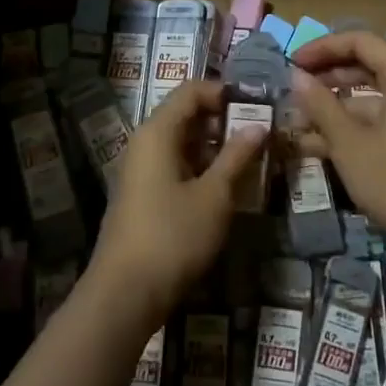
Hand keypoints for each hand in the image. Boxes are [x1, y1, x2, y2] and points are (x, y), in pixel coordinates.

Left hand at [87, 80, 268, 325]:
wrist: (124, 294)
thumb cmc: (172, 236)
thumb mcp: (214, 196)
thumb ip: (237, 157)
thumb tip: (259, 126)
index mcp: (157, 131)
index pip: (192, 91)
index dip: (224, 92)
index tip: (257, 106)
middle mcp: (145, 142)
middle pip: (186, 114)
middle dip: (224, 120)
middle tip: (261, 134)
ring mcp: (141, 170)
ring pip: (182, 142)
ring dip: (215, 146)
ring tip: (251, 159)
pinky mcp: (143, 194)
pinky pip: (175, 165)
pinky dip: (201, 166)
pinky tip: (226, 185)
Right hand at [289, 31, 385, 270]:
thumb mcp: (351, 145)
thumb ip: (322, 106)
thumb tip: (297, 76)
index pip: (362, 42)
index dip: (324, 47)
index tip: (293, 62)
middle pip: (371, 67)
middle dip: (330, 77)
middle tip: (296, 90)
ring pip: (377, 100)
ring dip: (339, 109)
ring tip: (301, 125)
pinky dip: (358, 129)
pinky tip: (325, 148)